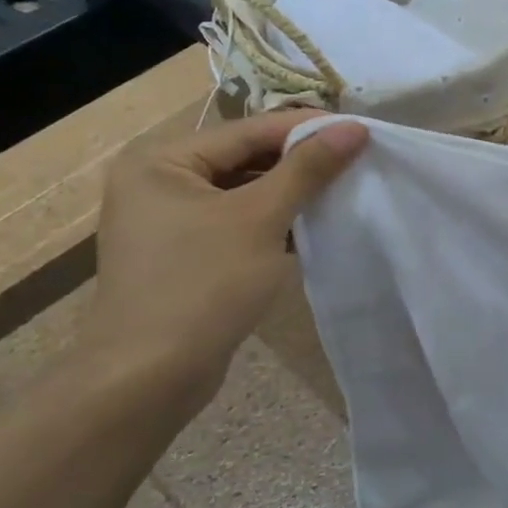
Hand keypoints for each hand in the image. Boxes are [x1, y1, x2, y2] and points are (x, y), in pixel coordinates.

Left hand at [79, 113, 366, 412]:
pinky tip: (311, 226)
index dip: (306, 129)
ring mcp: (168, 221)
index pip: (248, 130)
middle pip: (243, 158)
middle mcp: (158, 181)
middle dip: (299, 163)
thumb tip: (353, 128)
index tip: (358, 131)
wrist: (148, 378)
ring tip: (342, 190)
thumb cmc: (202, 285)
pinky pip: (235, 223)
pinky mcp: (183, 254)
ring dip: (289, 194)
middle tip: (356, 162)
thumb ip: (307, 169)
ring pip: (242, 193)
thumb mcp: (260, 219)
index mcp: (162, 160)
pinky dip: (270, 222)